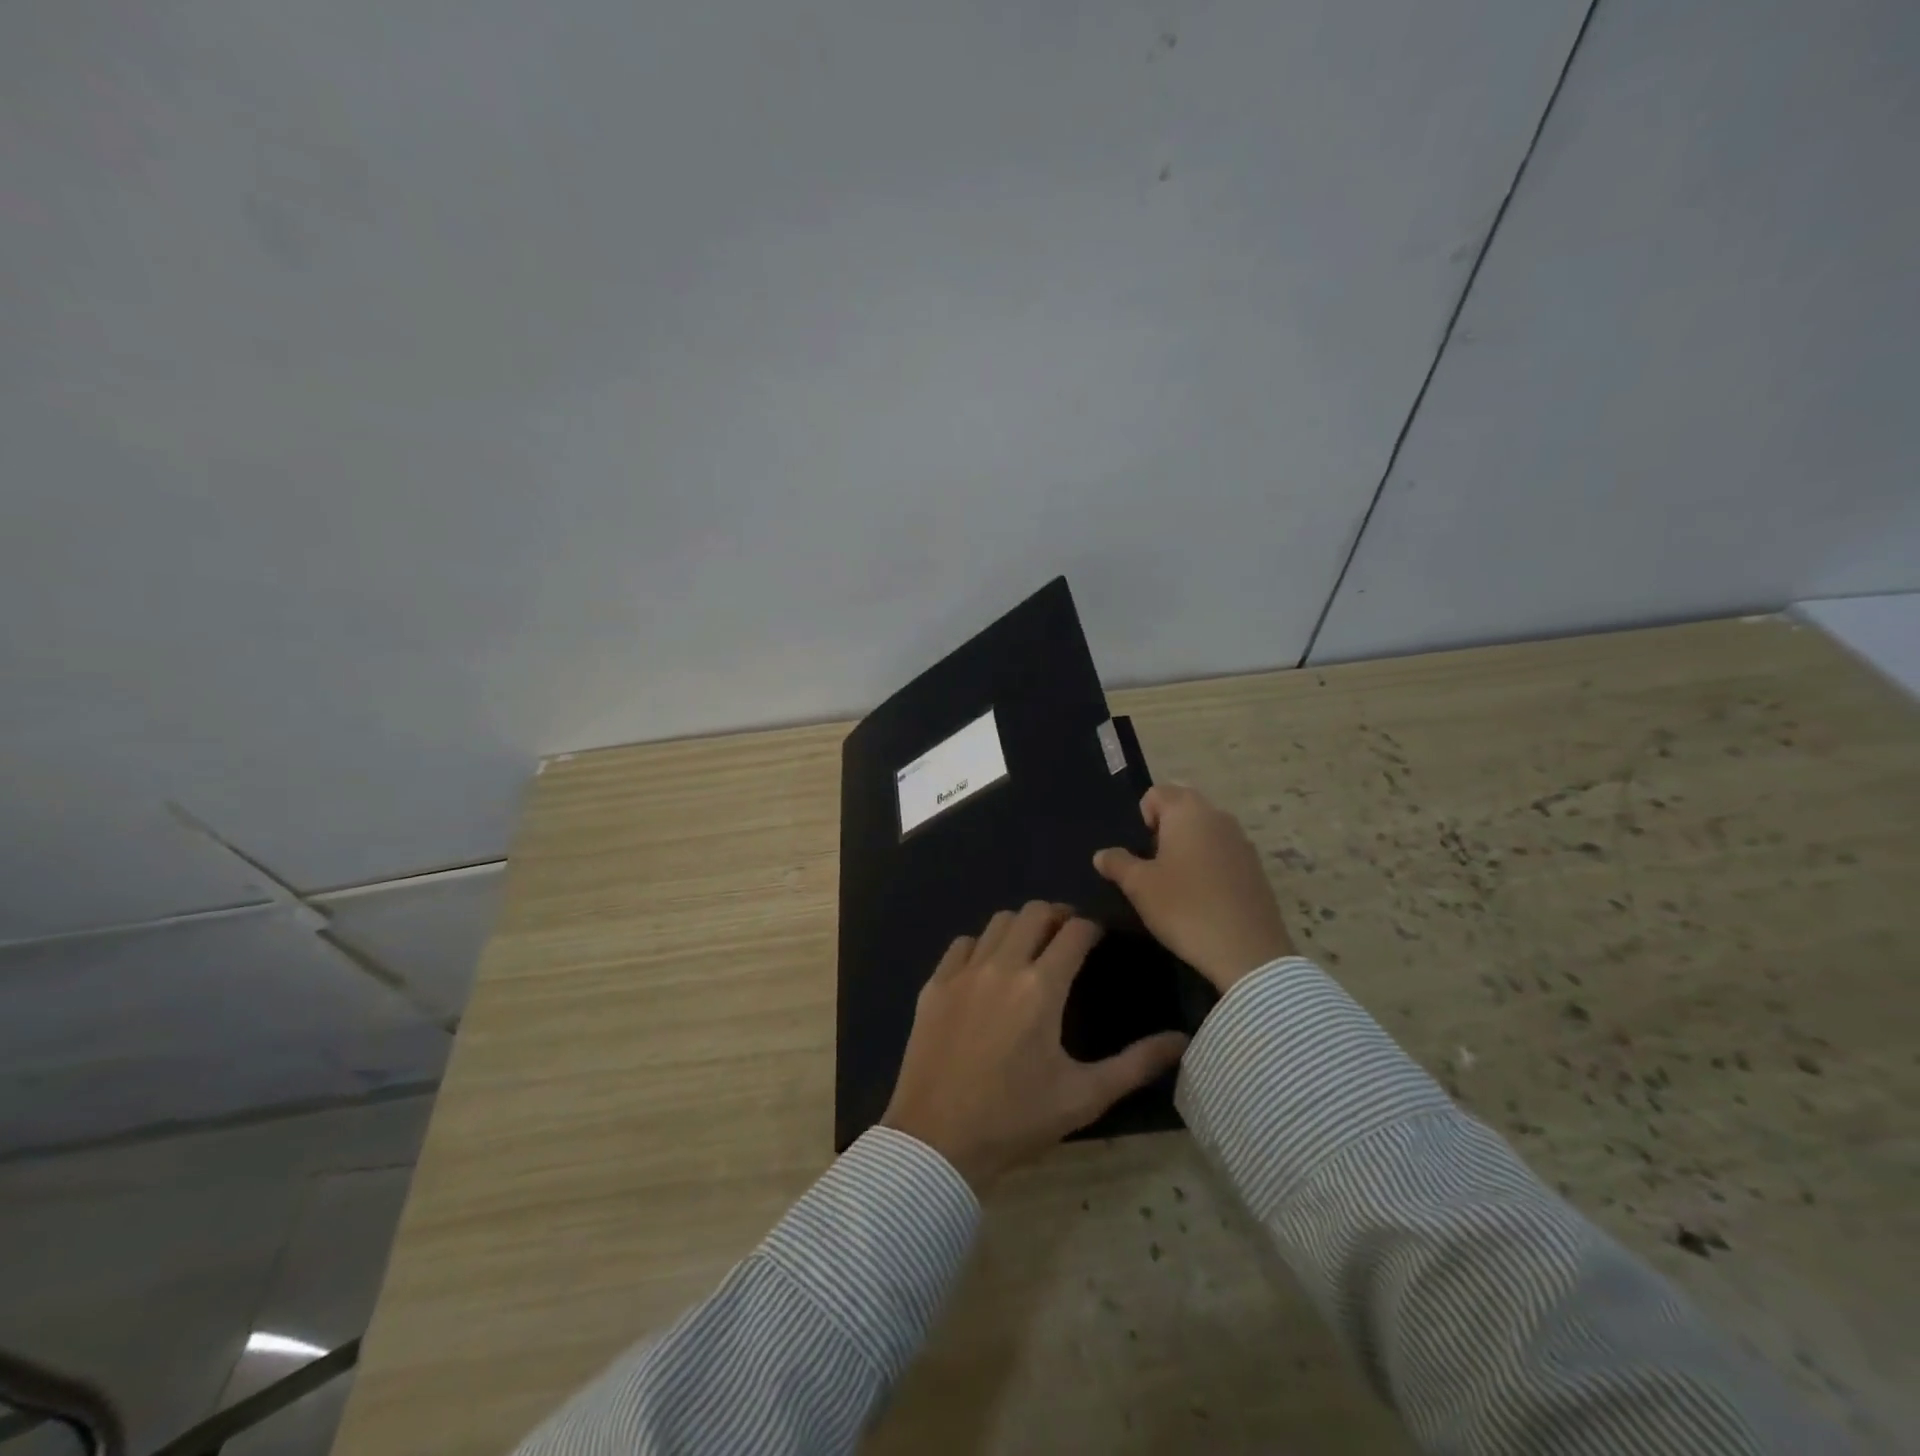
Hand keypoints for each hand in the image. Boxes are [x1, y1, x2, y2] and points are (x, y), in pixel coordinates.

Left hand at [881, 901, 1189, 1190]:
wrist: (937, 1141)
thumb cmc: (1015, 1120)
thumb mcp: (1084, 1097)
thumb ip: (1135, 1064)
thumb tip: (1181, 1040)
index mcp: (1041, 988)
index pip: (1074, 932)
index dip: (1092, 927)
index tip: (1099, 937)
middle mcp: (1002, 966)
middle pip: (1034, 912)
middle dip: (1057, 916)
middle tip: (1068, 936)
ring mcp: (963, 972)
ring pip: (997, 922)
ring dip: (1020, 926)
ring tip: (1031, 948)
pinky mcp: (934, 985)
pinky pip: (962, 945)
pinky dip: (982, 944)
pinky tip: (987, 969)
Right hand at [1093, 784, 1294, 993]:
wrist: (1247, 952)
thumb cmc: (1185, 908)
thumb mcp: (1139, 886)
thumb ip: (1117, 863)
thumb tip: (1102, 854)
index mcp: (1188, 811)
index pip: (1156, 794)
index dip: (1140, 819)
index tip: (1139, 853)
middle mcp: (1218, 816)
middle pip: (1181, 810)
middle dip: (1162, 832)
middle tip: (1152, 868)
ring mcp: (1242, 841)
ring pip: (1203, 833)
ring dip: (1186, 850)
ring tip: (1175, 886)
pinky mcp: (1256, 868)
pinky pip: (1222, 854)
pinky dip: (1208, 867)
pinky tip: (1202, 899)